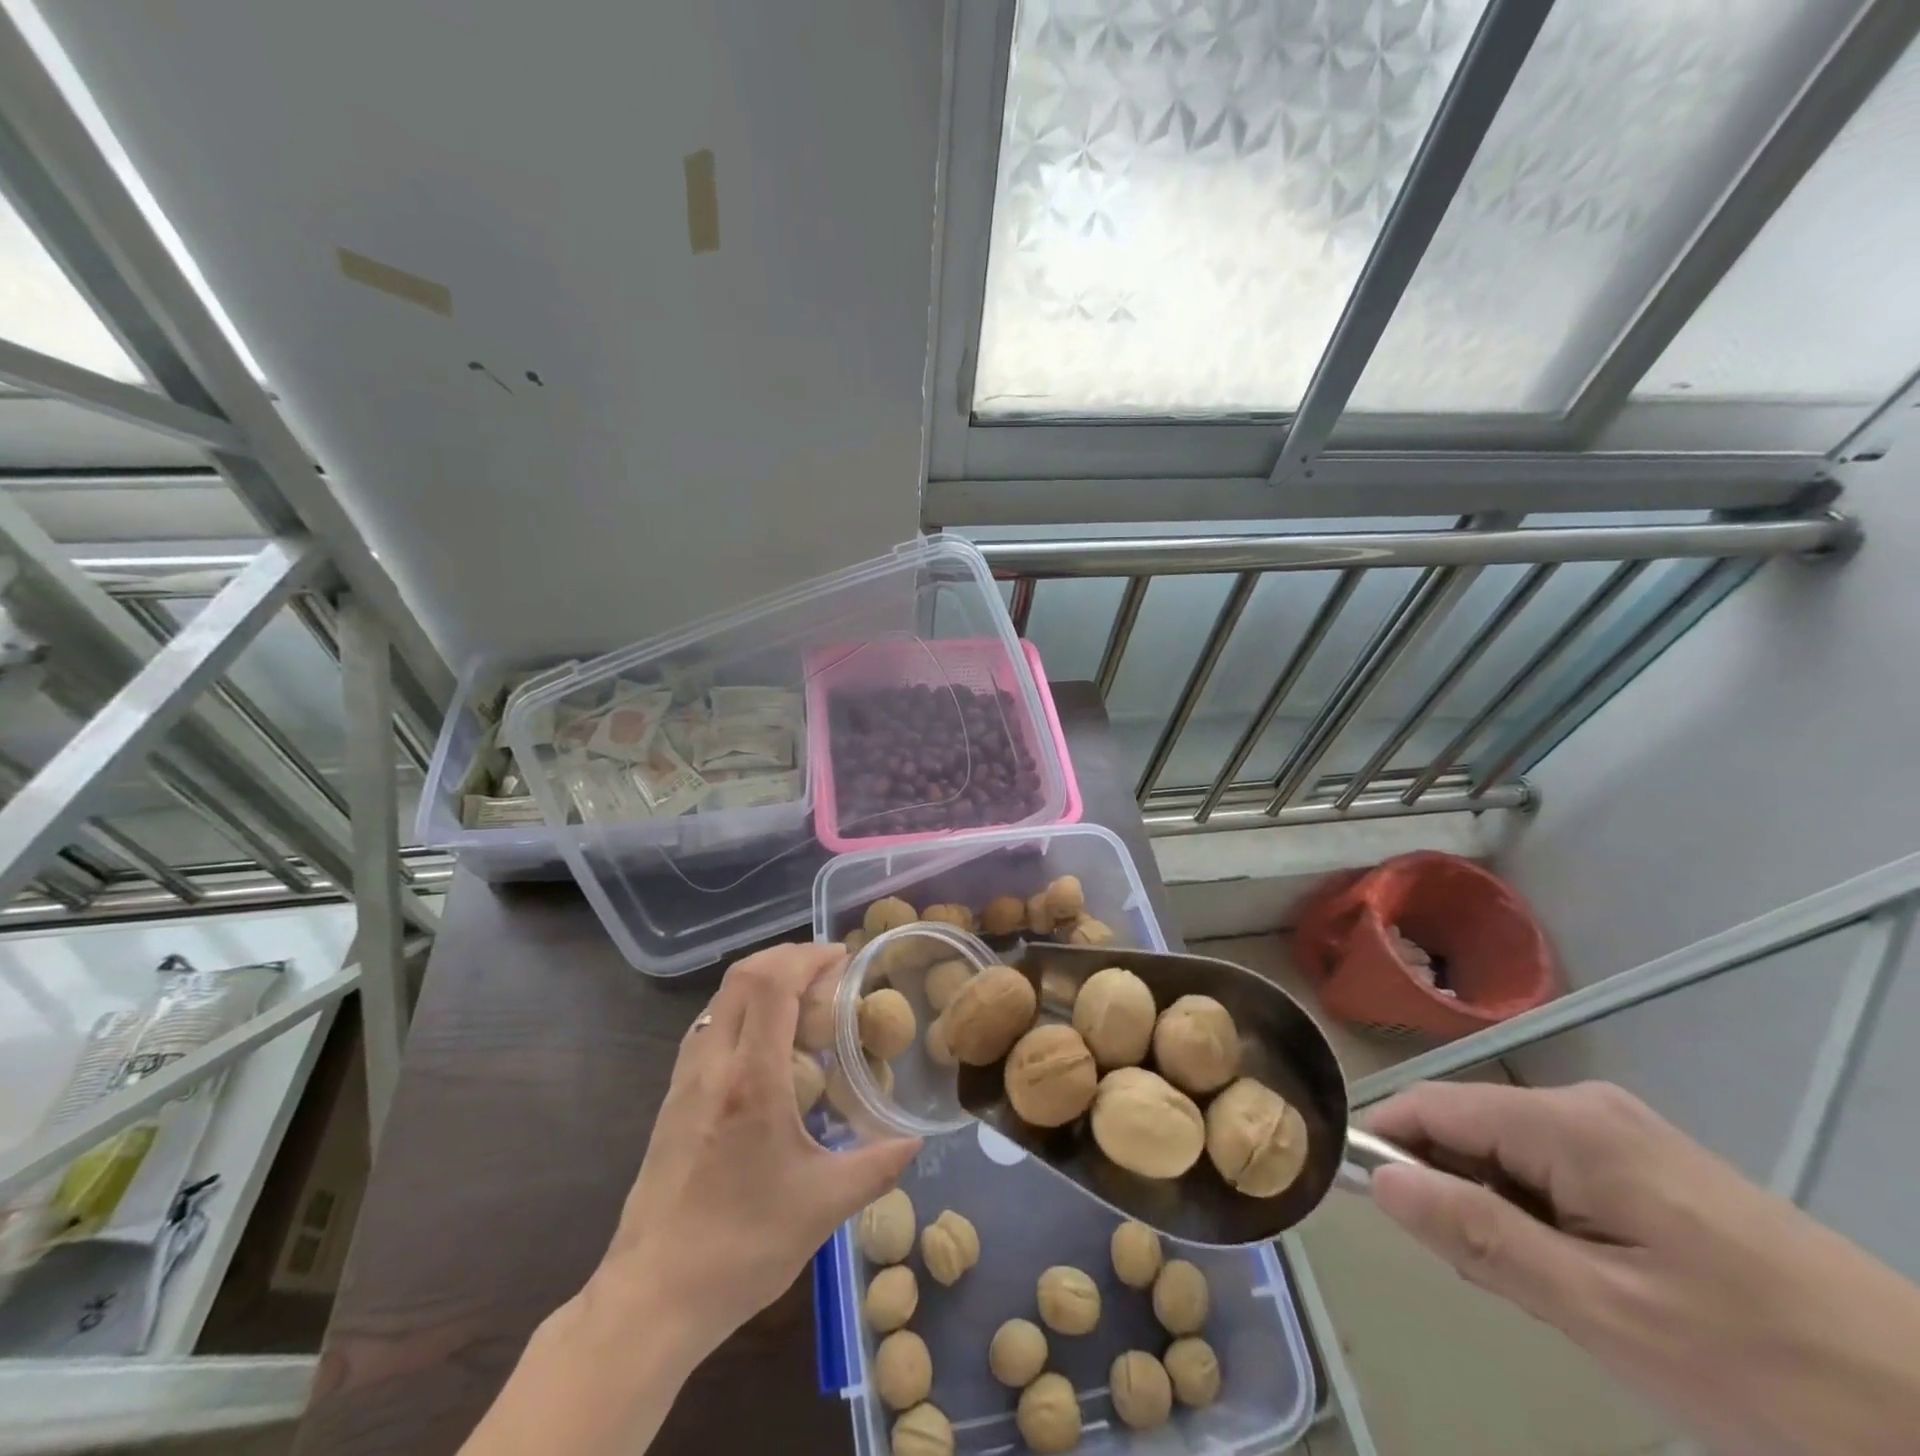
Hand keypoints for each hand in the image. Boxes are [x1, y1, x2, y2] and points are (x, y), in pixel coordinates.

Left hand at [589, 942, 920, 1363]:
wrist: (651, 1299)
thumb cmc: (741, 1247)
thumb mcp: (823, 1207)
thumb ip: (877, 1166)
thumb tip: (915, 1141)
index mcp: (751, 1079)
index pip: (772, 984)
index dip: (807, 957)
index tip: (842, 958)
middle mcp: (713, 1065)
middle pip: (743, 976)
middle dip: (787, 957)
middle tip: (827, 970)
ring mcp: (685, 1080)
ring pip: (722, 998)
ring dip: (762, 980)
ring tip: (801, 999)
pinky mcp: (672, 1098)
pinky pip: (710, 1026)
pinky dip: (742, 1008)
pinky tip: (766, 1042)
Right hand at [1365, 1081, 1919, 1455]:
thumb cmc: (1769, 1368)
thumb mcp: (1606, 1313)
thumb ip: (1482, 1237)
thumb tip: (1382, 1181)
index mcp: (1569, 1125)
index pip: (1430, 1105)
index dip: (1384, 1144)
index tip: (1364, 1204)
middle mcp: (1587, 1108)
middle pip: (1468, 1127)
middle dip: (1449, 1190)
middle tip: (1478, 1277)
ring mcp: (1625, 1135)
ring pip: (1508, 1153)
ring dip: (1495, 1210)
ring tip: (1540, 1289)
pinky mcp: (1654, 1167)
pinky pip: (1555, 1171)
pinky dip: (1539, 1216)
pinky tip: (1583, 1277)